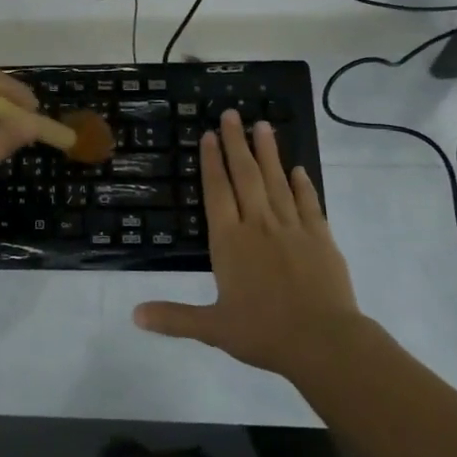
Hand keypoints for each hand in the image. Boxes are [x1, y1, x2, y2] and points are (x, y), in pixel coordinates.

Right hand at [133, 110, 377, 382]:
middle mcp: (259, 226)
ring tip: (262, 126)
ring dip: (268, 153)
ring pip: (277, 182)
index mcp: (230, 242)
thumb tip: (133, 315)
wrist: (323, 341)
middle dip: (236, 144)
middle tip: (232, 114)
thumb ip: (173, 317)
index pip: (217, 192)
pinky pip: (309, 204)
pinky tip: (298, 169)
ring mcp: (292, 229)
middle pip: (245, 176)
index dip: (211, 162)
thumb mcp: (212, 328)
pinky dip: (303, 185)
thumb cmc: (263, 332)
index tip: (209, 135)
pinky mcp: (321, 238)